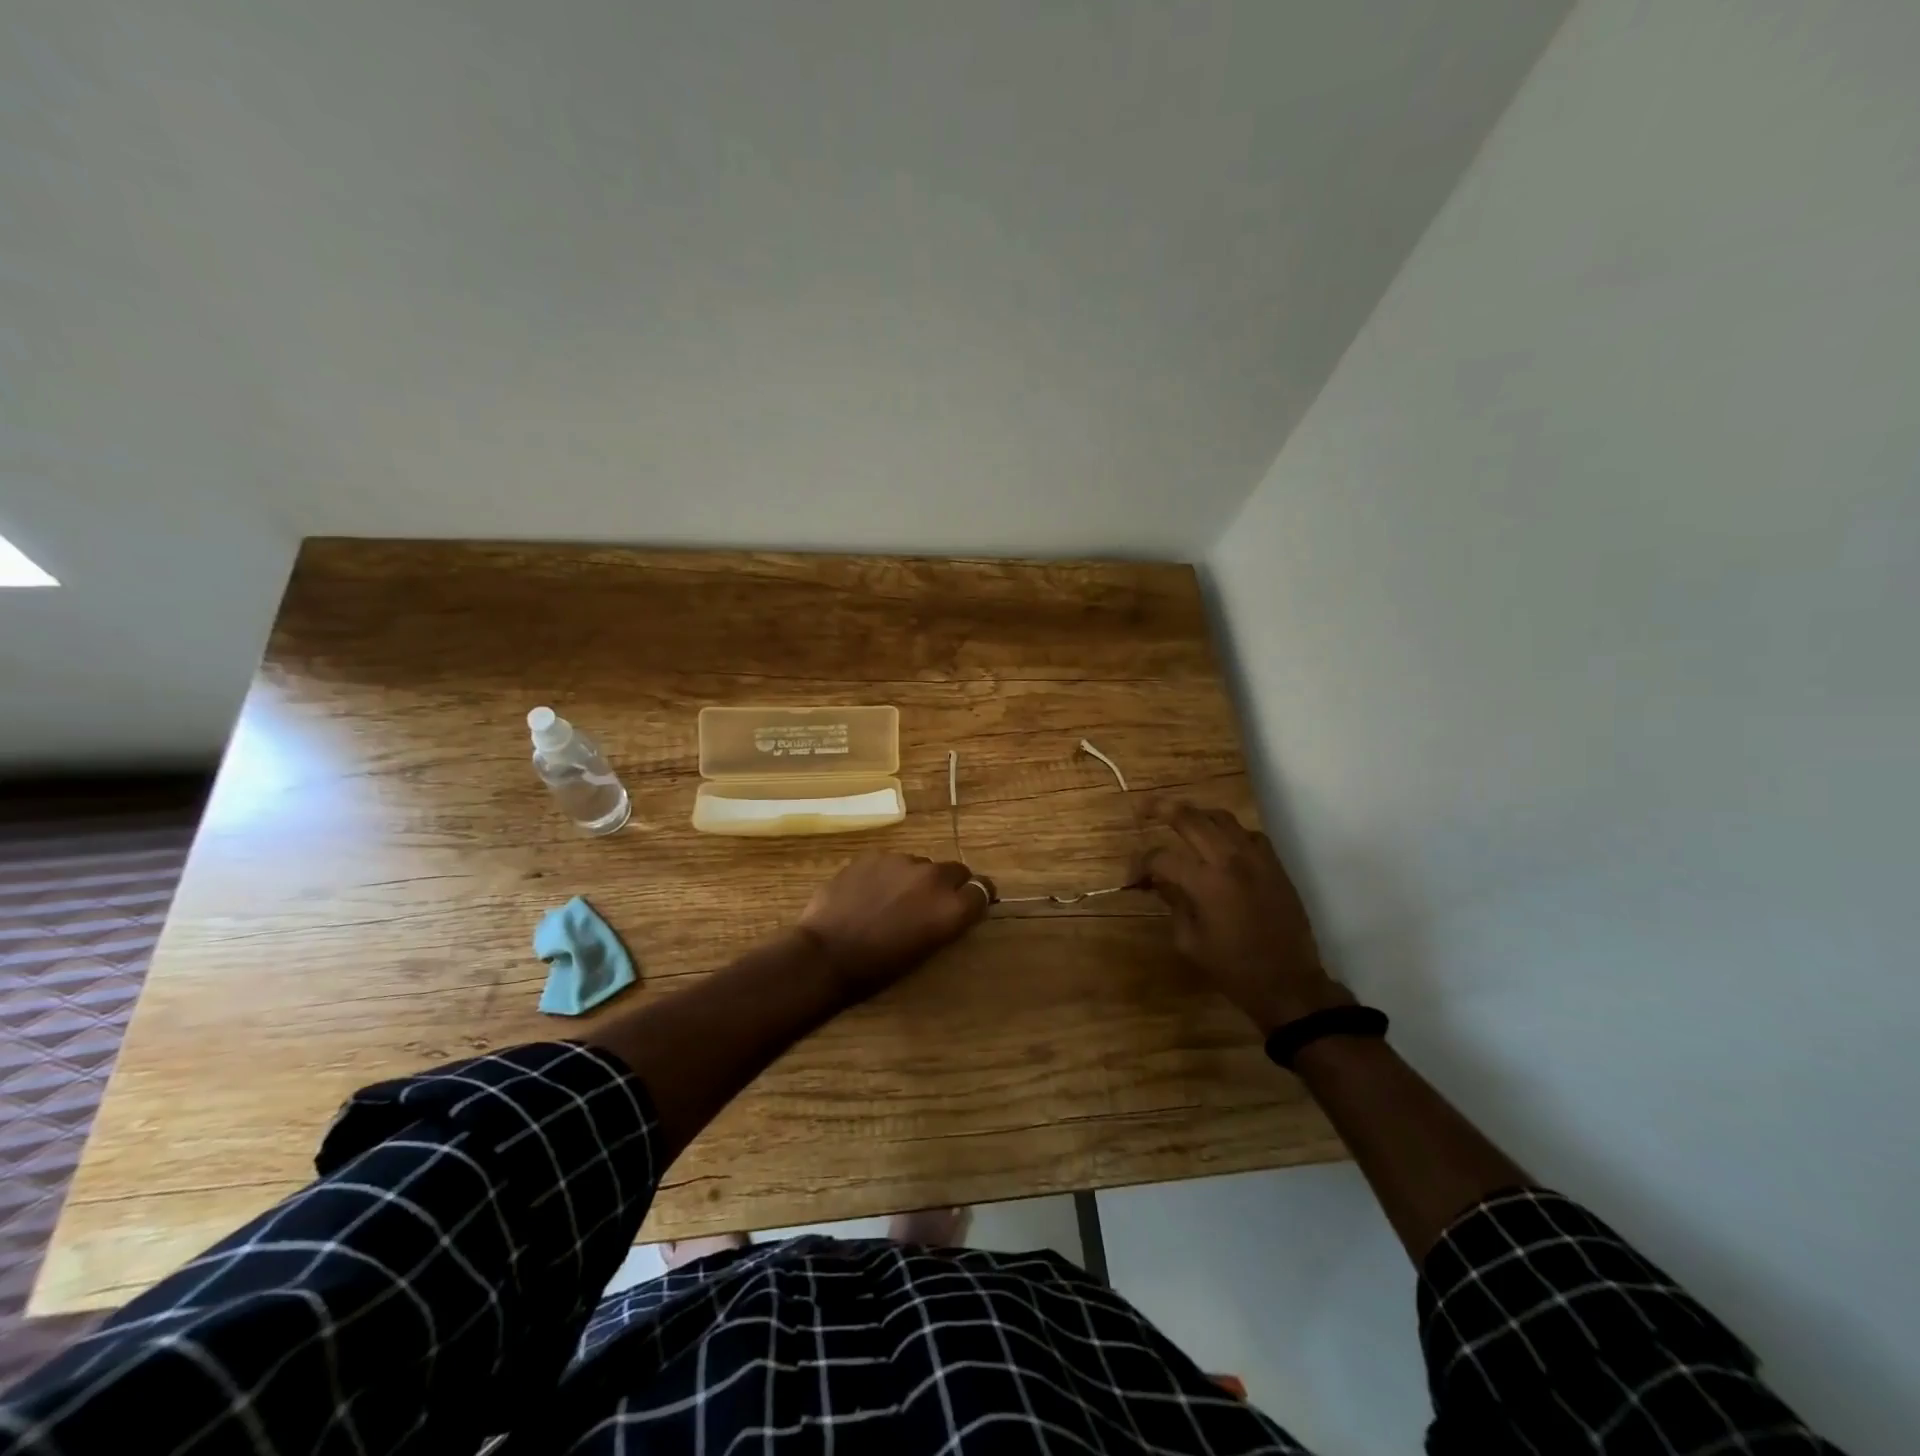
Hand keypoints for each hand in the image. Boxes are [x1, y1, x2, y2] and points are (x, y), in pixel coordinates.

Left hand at [797, 853, 991, 996]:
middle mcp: (933, 877)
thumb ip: (945, 922)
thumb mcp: (925, 951)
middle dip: (950, 885)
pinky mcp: (873, 856)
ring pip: (921, 865)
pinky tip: (869, 894)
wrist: (826, 954)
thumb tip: (952, 908)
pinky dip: (888, 875)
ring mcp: (901, 861)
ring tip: (893, 901)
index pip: (983, 890)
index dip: (977, 897)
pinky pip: (891, 863)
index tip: (970, 905)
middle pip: (956, 871)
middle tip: (931, 905)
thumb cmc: (878, 968)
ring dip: (916, 879)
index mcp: (952, 907)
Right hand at [1140, 805, 1353, 1032]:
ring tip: (1180, 820)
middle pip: (1190, 818)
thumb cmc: (1233, 968)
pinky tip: (1219, 845)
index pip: (1161, 857)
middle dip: (1161, 809)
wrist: (1288, 983)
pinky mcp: (1274, 864)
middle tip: (1144, 809)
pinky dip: (1228, 832)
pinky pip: (1248, 834)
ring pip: (1221, 817)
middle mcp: (1230, 860)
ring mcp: (1257, 858)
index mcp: (1206, 883)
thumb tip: (1159, 882)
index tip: (1132, 878)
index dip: (1140, 864)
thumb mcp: (1189, 941)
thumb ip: (1172, 903)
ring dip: (1196, 815)